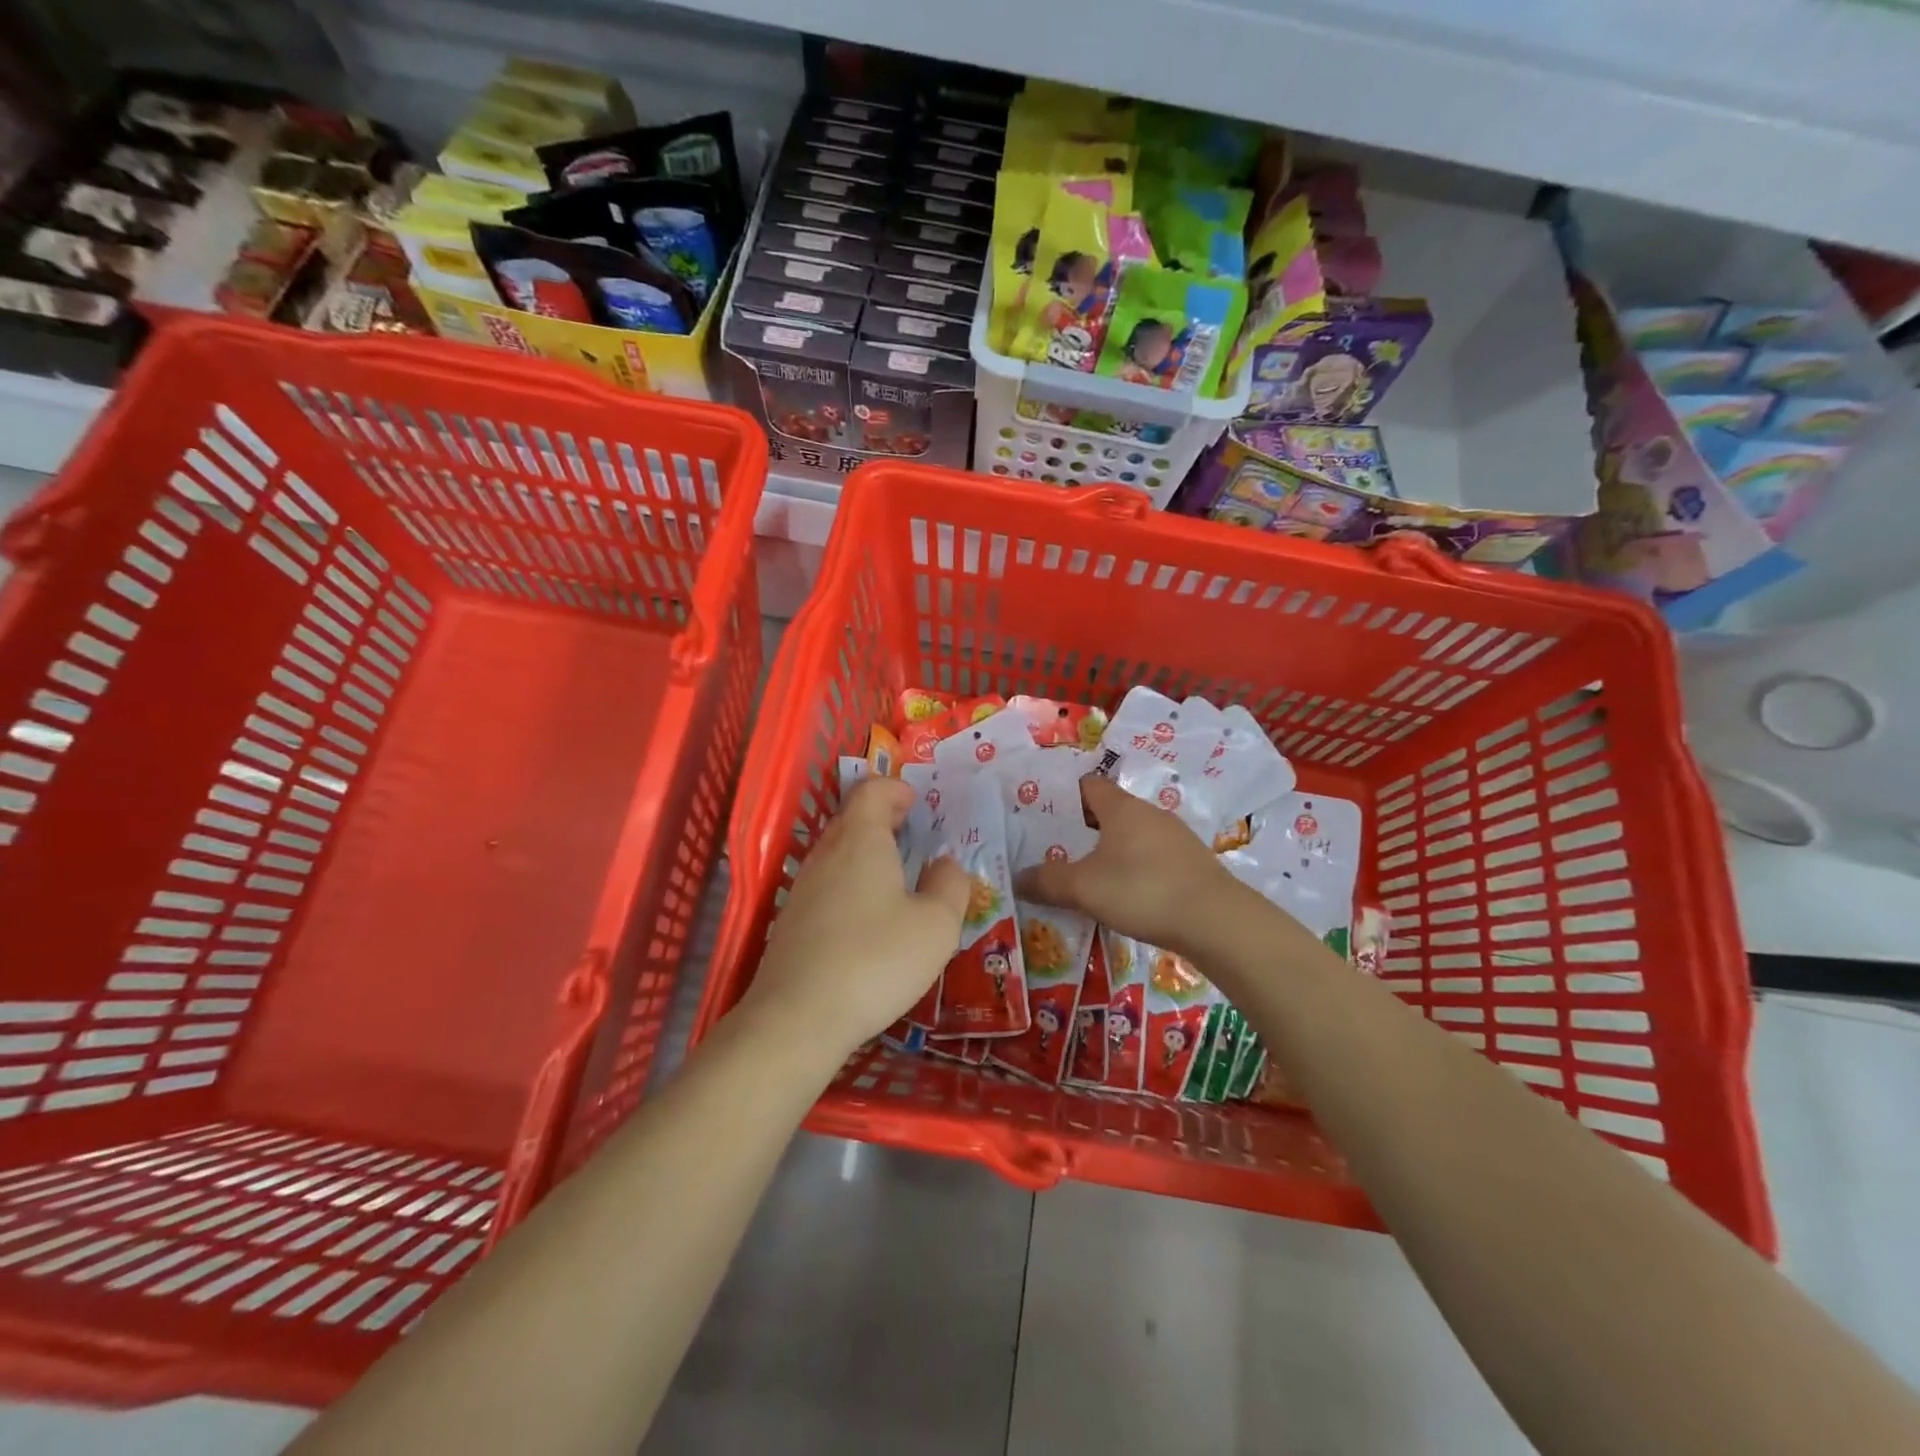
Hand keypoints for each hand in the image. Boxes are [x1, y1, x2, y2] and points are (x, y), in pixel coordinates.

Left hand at [742, 777, 969, 1058]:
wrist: (797, 1017)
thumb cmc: (876, 960)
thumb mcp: (936, 926)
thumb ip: (951, 886)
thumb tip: (946, 864)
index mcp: (861, 841)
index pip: (872, 791)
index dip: (895, 789)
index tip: (916, 802)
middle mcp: (826, 854)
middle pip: (852, 819)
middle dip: (883, 819)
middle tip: (912, 834)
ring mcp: (803, 888)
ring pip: (837, 853)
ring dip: (866, 853)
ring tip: (896, 876)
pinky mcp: (791, 921)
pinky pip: (827, 884)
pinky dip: (851, 883)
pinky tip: (868, 918)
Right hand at [1014, 773, 1238, 955]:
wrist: (1216, 921)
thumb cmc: (1142, 890)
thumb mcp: (1084, 888)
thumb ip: (1047, 881)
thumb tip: (1018, 878)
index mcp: (1122, 808)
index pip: (1089, 785)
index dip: (1065, 795)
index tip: (1043, 814)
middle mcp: (1150, 814)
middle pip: (1111, 811)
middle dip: (1084, 828)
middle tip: (1057, 850)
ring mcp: (1177, 839)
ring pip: (1133, 836)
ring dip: (1112, 851)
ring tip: (1088, 877)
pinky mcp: (1193, 865)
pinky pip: (1154, 858)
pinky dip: (1136, 870)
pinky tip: (1127, 896)